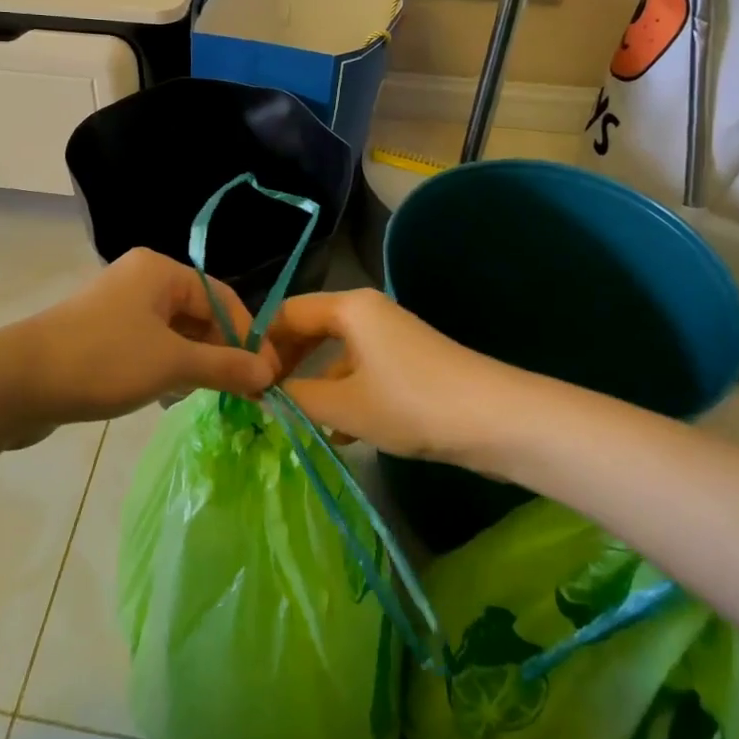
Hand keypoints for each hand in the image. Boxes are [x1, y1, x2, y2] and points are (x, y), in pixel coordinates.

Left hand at [10, 249, 279, 434]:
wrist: (17, 382)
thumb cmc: (102, 360)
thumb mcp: (171, 364)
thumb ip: (223, 366)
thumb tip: (268, 373)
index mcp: (160, 270)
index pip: (222, 297)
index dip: (247, 335)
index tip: (266, 376)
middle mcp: (141, 279)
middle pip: (198, 313)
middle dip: (219, 352)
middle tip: (238, 392)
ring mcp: (119, 306)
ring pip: (174, 333)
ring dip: (192, 363)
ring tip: (200, 395)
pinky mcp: (101, 334)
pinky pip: (149, 345)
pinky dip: (165, 367)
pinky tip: (165, 395)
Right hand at [268, 289, 511, 461]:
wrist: (495, 420)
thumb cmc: (411, 403)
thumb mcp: (345, 405)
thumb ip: (297, 397)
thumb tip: (264, 393)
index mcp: (349, 307)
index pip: (288, 312)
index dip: (261, 342)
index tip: (243, 377)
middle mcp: (367, 312)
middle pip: (311, 329)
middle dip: (285, 362)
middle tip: (261, 397)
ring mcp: (389, 337)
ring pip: (336, 353)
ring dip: (313, 383)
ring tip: (290, 417)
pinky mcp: (407, 363)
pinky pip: (360, 370)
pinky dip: (342, 393)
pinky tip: (334, 431)